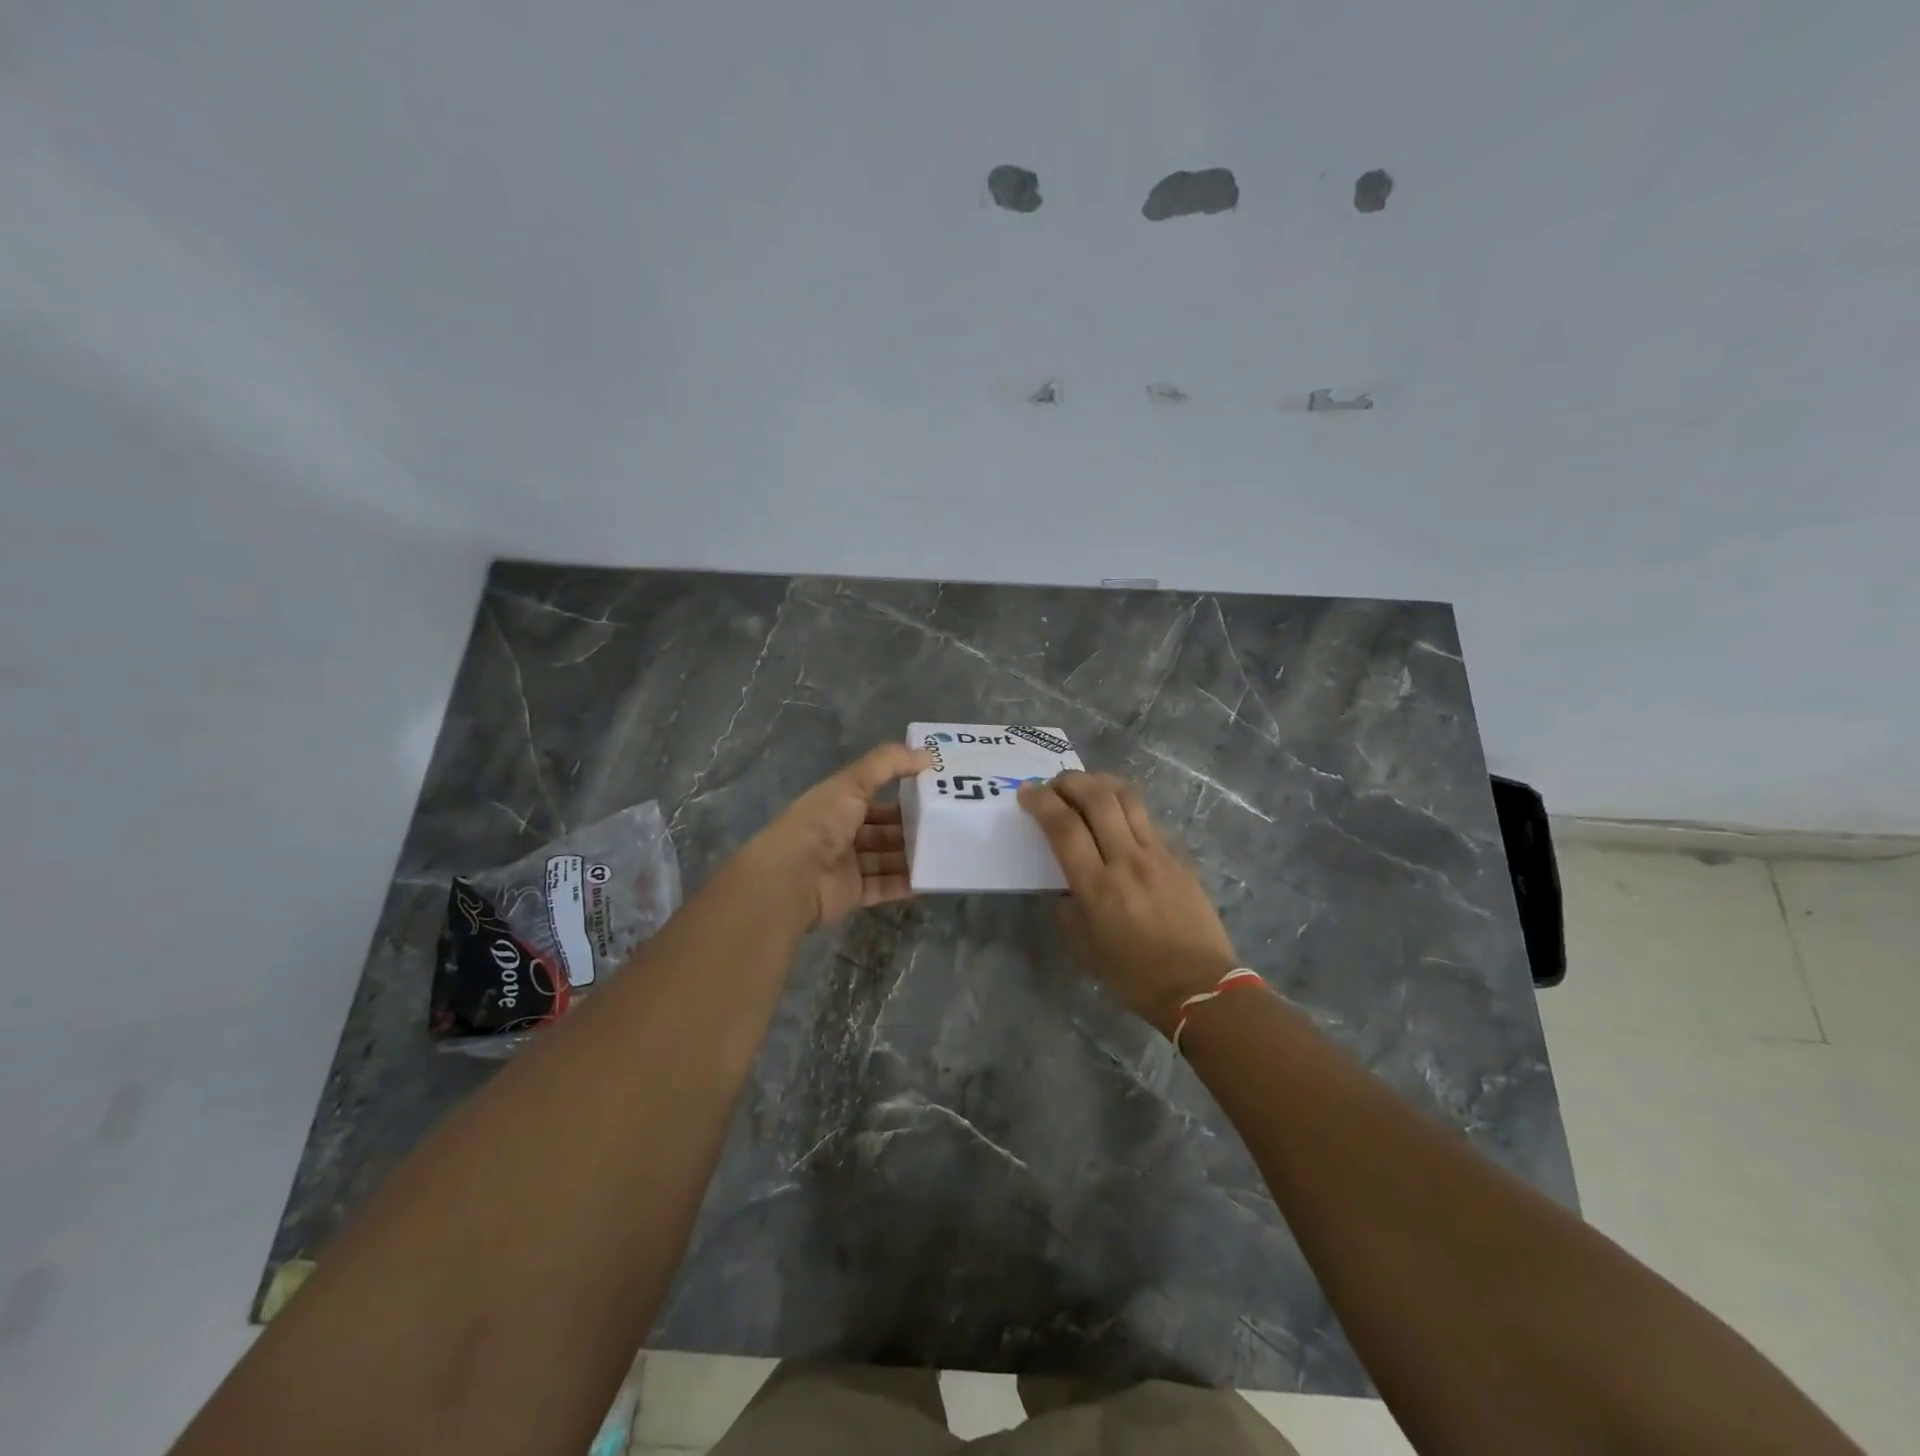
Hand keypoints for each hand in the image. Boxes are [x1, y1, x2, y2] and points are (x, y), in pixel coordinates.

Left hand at [742, 743, 930, 930]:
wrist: (791, 878)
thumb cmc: (820, 823)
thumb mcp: (853, 782)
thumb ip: (888, 763)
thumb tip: (927, 754)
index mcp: (837, 804)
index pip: (873, 796)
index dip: (901, 793)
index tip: (935, 792)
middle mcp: (841, 834)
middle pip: (883, 830)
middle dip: (911, 827)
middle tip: (948, 824)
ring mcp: (847, 866)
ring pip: (887, 859)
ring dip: (912, 855)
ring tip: (947, 850)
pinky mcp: (853, 895)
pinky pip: (886, 887)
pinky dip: (907, 883)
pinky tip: (933, 878)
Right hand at [1019, 771, 1240, 1032]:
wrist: (1199, 986)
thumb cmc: (1134, 975)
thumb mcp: (1084, 947)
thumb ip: (1068, 907)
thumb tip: (1067, 883)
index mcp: (1097, 886)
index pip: (1063, 827)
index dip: (1041, 802)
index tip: (1027, 792)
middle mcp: (1127, 860)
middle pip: (1097, 798)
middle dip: (1069, 781)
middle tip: (1054, 783)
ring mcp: (1158, 854)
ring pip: (1127, 797)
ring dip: (1100, 782)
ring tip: (1086, 784)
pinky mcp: (1178, 856)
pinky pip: (1147, 818)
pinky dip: (1125, 804)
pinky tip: (1117, 812)